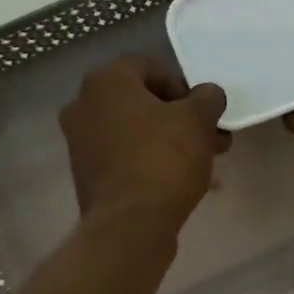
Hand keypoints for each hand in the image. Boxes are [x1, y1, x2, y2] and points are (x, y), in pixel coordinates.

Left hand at [59, 56, 229, 230]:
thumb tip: (208, 95)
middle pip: (142, 102)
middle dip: (181, 119)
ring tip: (205, 164)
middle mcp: (84, 106)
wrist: (130, 226)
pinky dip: (151, 162)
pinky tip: (180, 182)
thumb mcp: (197, 121)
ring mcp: (81, 143)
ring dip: (170, 142)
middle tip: (212, 139)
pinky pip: (125, 158)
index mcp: (105, 82)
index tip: (204, 113)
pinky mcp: (87, 175)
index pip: (149, 68)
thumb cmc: (163, 160)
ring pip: (136, 132)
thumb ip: (207, 98)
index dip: (183, 87)